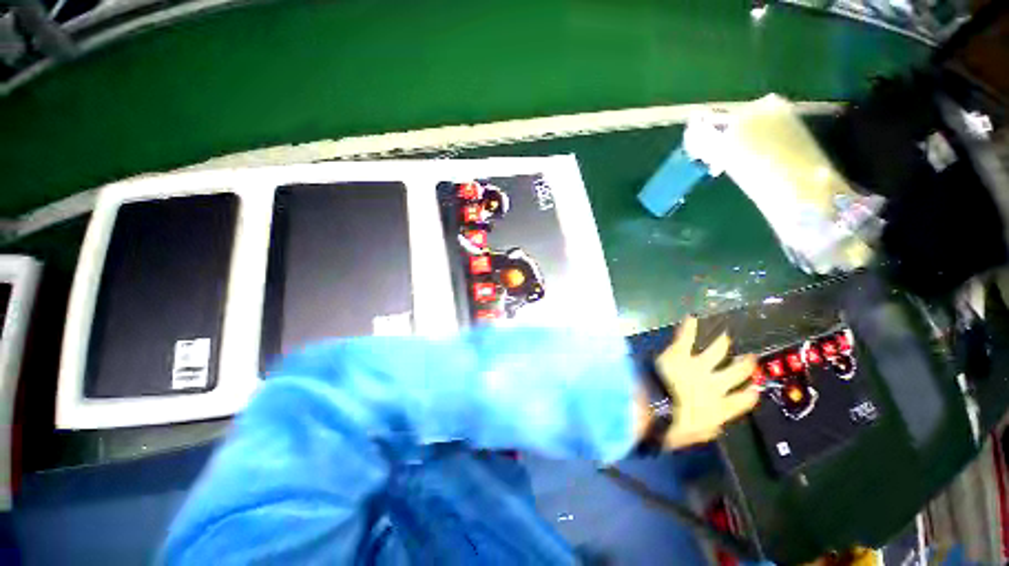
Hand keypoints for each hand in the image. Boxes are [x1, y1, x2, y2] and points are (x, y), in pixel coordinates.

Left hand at [635, 317, 759, 448]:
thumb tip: (714, 427)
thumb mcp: (693, 436)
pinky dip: (689, 327)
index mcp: (720, 409)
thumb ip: (706, 430)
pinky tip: (692, 317)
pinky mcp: (679, 355)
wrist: (656, 409)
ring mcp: (698, 367)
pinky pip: (686, 338)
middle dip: (744, 365)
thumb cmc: (672, 428)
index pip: (742, 401)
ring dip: (721, 344)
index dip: (749, 394)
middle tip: (750, 358)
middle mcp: (715, 385)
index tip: (754, 389)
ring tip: (726, 336)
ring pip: (716, 352)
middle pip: (736, 373)